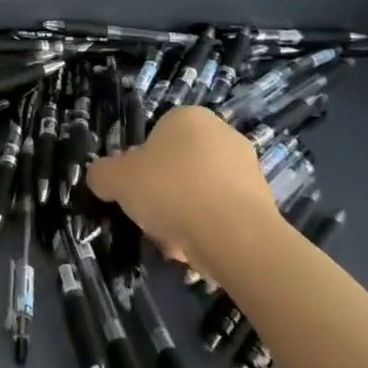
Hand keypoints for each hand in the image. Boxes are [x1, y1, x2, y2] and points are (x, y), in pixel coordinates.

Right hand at [87, 106, 280, 285]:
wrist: (236, 237)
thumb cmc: (170, 191)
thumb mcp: (115, 179)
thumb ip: (102, 174)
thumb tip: (103, 178)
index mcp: (188, 117)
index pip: (155, 137)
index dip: (140, 165)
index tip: (135, 189)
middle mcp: (223, 134)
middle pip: (178, 166)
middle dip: (164, 192)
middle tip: (150, 215)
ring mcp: (249, 169)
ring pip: (200, 192)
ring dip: (185, 214)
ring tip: (173, 240)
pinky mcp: (265, 204)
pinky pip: (223, 214)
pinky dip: (208, 230)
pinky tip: (197, 250)